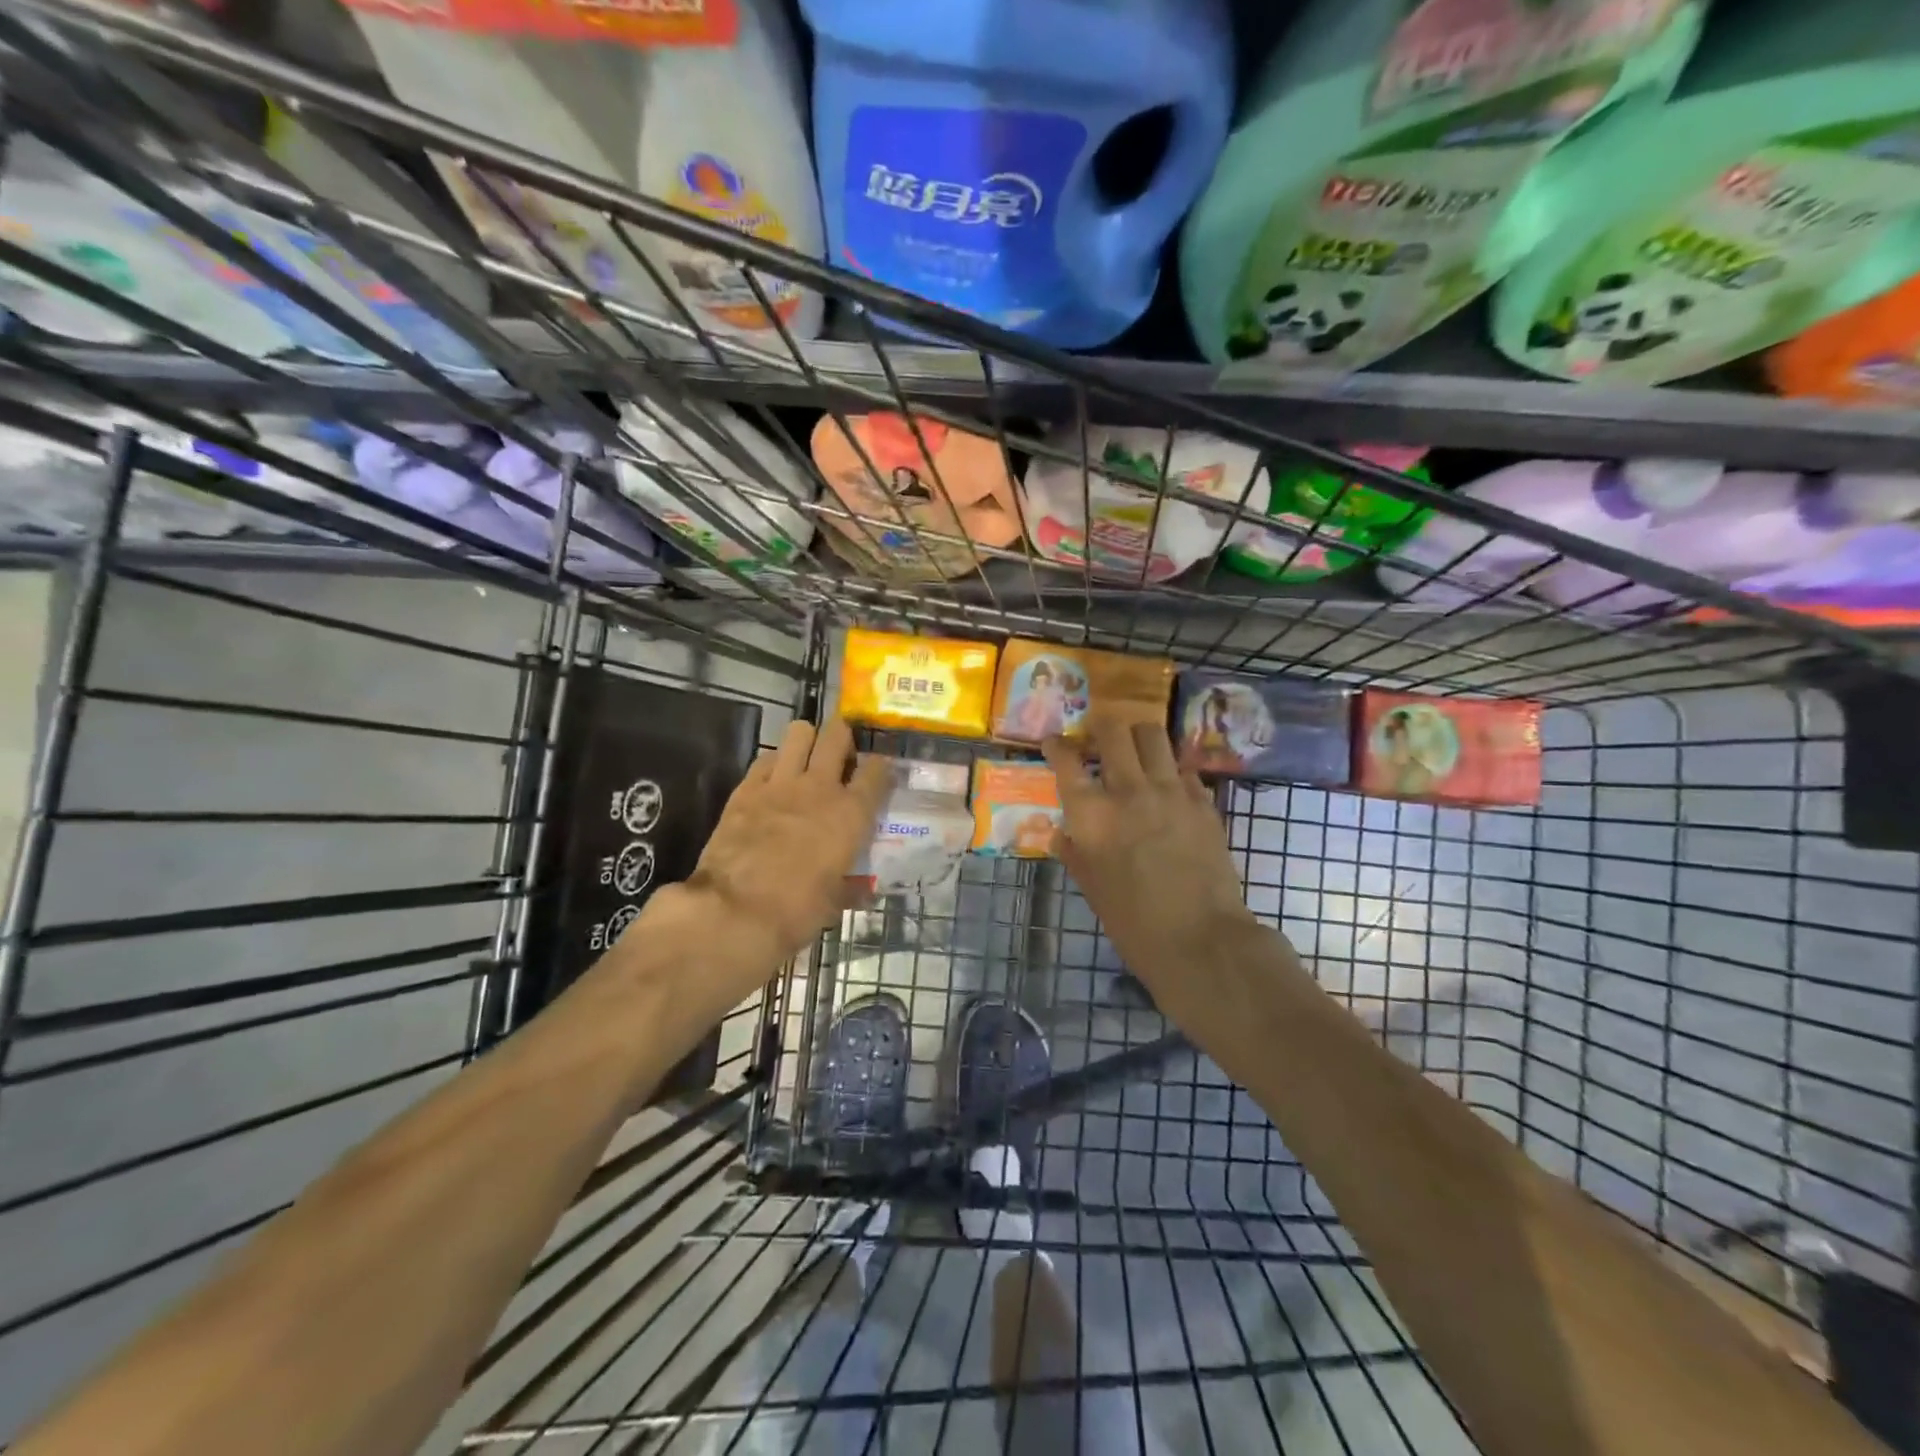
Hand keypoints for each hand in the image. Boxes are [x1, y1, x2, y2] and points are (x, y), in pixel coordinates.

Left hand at [681, 718, 890, 971]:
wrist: (735, 911)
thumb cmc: (796, 911)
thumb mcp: (835, 902)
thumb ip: (851, 887)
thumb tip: (863, 890)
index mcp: (851, 814)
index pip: (877, 771)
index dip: (881, 766)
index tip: (879, 771)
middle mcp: (820, 787)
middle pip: (837, 735)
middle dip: (843, 736)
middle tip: (842, 753)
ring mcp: (780, 783)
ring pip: (799, 732)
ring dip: (807, 740)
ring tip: (807, 757)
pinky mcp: (746, 788)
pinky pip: (765, 757)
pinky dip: (774, 762)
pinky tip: (774, 779)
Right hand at [1042, 722, 1259, 1014]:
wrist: (1201, 939)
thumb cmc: (1134, 922)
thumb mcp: (1092, 889)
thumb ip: (1075, 853)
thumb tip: (1062, 833)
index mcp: (1092, 814)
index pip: (1066, 760)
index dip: (1056, 745)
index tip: (1055, 742)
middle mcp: (1129, 790)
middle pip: (1113, 731)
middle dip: (1100, 725)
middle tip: (1098, 734)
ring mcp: (1171, 791)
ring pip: (1153, 736)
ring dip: (1138, 736)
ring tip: (1135, 748)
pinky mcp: (1203, 802)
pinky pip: (1184, 768)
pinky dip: (1172, 770)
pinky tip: (1169, 786)